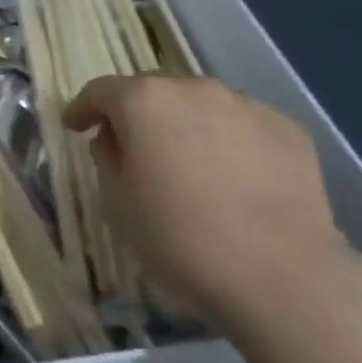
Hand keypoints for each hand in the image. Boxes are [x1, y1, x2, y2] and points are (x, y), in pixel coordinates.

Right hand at [62, 75, 348, 317]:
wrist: (281, 273)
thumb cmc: (180, 238)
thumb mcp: (118, 204)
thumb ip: (107, 159)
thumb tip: (113, 139)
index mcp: (144, 101)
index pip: (101, 91)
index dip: (83, 108)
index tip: (74, 126)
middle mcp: (194, 89)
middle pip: (154, 90)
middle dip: (137, 113)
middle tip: (131, 146)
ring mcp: (246, 105)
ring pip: (201, 104)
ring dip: (185, 124)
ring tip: (187, 162)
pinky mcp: (287, 129)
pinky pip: (242, 126)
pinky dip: (228, 141)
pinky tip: (232, 177)